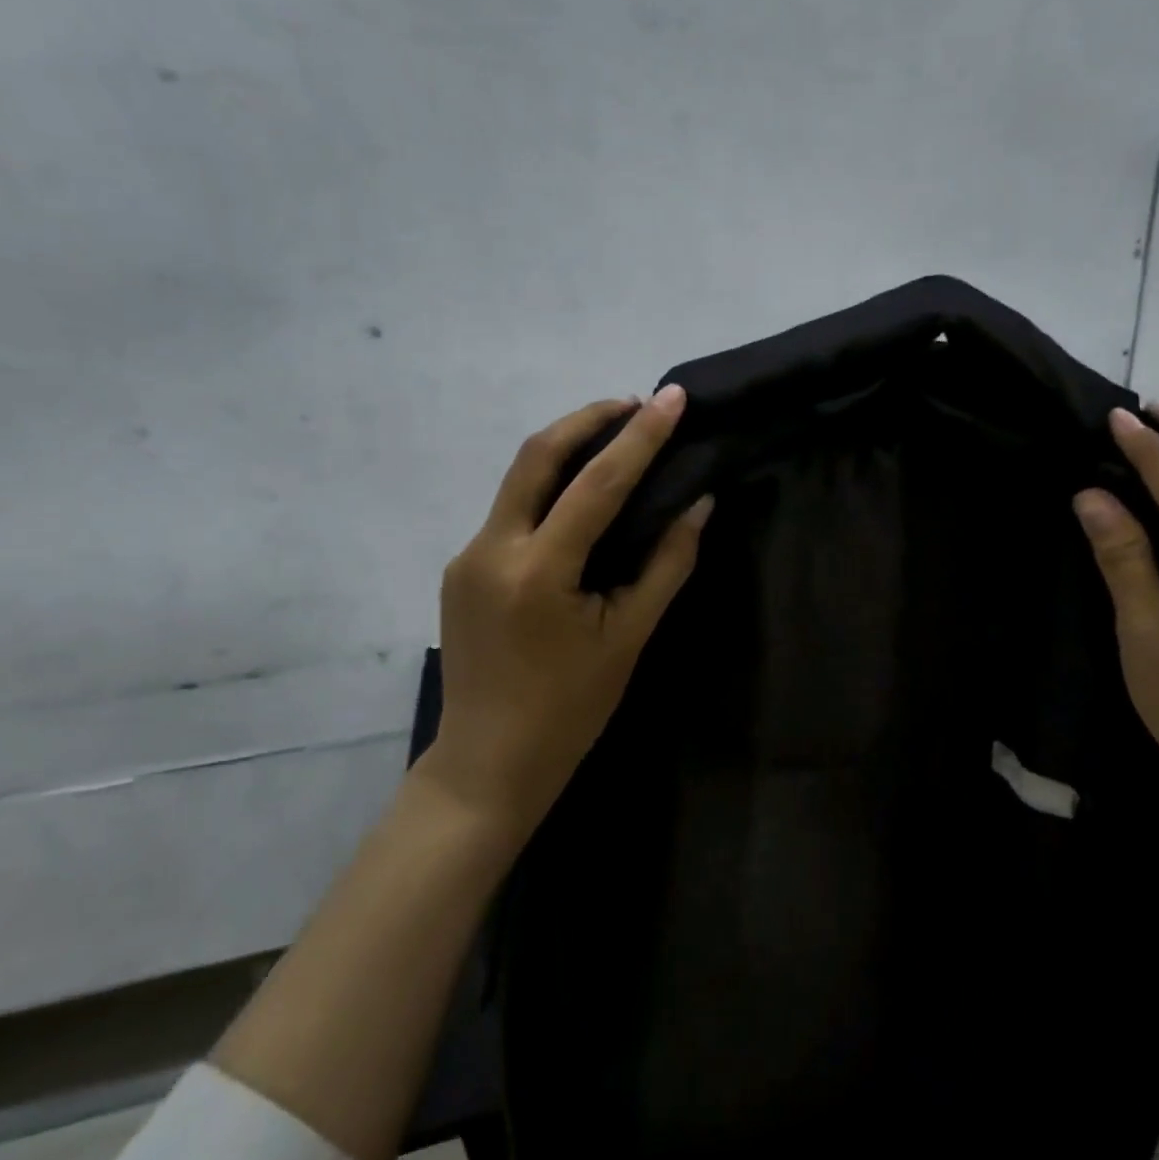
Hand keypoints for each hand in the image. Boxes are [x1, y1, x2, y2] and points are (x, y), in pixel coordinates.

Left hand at [420, 387, 713, 843]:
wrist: (488, 761)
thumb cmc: (570, 708)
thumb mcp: (628, 638)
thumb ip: (666, 565)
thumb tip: (698, 504)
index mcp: (538, 571)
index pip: (597, 483)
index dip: (640, 436)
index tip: (671, 398)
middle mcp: (491, 548)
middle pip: (537, 455)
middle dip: (588, 418)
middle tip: (636, 404)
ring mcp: (467, 555)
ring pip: (518, 478)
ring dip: (567, 448)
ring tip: (615, 438)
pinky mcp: (461, 567)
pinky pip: (510, 509)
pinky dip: (549, 487)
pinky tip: (579, 498)